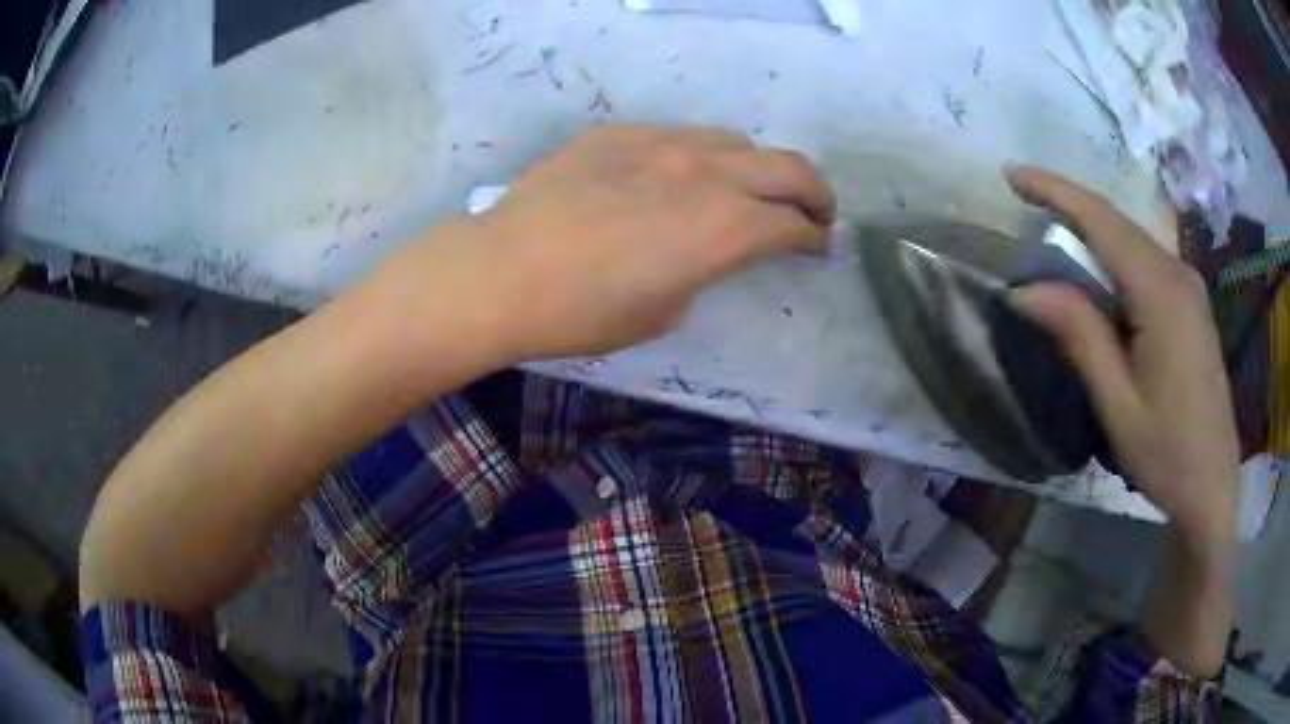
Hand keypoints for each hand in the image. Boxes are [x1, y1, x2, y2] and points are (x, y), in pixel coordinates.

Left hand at [408, 125, 834, 359]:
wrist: (503, 271)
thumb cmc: (583, 312)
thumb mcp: (663, 311)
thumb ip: (703, 270)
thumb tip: (706, 251)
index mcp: (725, 228)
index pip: (792, 224)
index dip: (813, 237)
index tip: (817, 246)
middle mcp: (706, 174)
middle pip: (787, 167)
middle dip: (814, 192)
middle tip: (815, 211)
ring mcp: (661, 143)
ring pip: (734, 141)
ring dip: (755, 167)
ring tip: (744, 188)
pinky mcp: (619, 133)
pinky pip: (677, 135)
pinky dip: (697, 156)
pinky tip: (672, 176)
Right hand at [1007, 167, 1238, 553]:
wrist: (1213, 485)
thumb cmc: (1166, 453)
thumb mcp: (1118, 403)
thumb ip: (1079, 336)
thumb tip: (1026, 289)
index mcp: (1161, 294)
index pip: (1102, 221)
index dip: (1056, 191)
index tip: (1013, 175)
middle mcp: (1178, 275)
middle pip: (1118, 222)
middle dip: (1070, 204)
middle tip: (1024, 199)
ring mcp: (1189, 288)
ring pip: (1133, 239)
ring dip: (1092, 229)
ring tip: (1052, 230)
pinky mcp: (1191, 304)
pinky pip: (1147, 261)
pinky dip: (1114, 253)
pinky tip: (1098, 268)